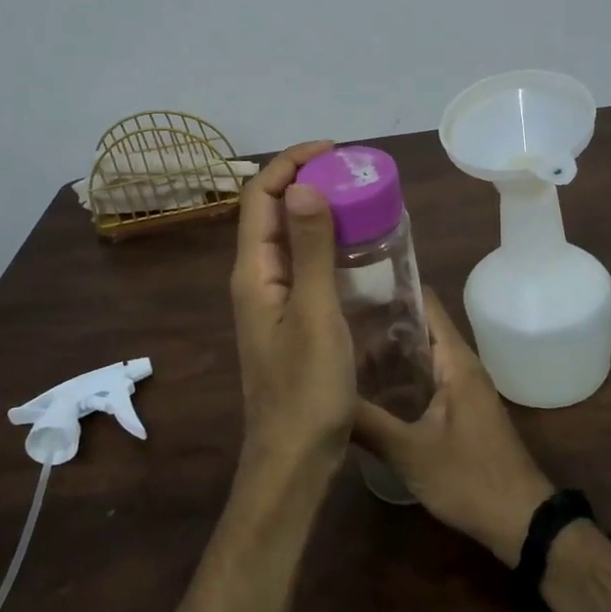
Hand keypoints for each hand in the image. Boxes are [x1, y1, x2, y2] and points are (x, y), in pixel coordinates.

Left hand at [230, 141, 356, 481]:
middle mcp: (256, 279)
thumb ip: (311, 250)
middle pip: (270, 212)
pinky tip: (356, 248)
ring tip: (357, 198)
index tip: (332, 152)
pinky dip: (325, 244)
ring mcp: (272, 301)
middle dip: (304, 181)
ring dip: (315, 211)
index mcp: (253, 272)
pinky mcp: (290, 319)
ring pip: (288, 239)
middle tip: (351, 173)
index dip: (290, 164)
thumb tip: (304, 186)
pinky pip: (303, 265)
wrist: (294, 459)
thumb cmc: (306, 389)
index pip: (259, 196)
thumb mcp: (315, 314)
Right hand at [353, 288, 554, 565]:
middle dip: (379, 321)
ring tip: (339, 349)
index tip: (350, 284)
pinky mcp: (458, 408)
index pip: (424, 302)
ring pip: (419, 355)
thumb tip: (322, 394)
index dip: (390, 288)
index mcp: (455, 360)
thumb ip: (367, 422)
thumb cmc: (469, 478)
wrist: (521, 521)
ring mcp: (461, 387)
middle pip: (418, 326)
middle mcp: (459, 364)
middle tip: (333, 320)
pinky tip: (367, 388)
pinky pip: (424, 378)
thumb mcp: (410, 452)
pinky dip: (398, 376)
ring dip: (386, 352)